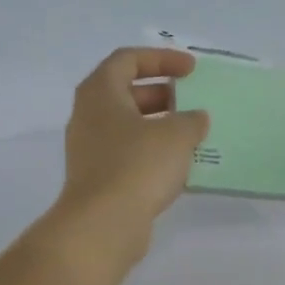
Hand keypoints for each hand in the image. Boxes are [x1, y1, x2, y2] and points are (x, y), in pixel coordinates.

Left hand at [50, 48, 210, 266]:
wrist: (103, 225)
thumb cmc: (137, 166)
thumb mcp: (176, 135)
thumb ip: (191, 120)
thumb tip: (196, 118)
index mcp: (100, 92)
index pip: (128, 60)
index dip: (162, 59)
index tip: (192, 69)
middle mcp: (89, 116)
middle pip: (127, 93)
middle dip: (163, 94)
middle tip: (194, 102)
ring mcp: (91, 150)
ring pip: (129, 127)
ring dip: (161, 127)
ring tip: (193, 135)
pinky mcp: (99, 179)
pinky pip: (129, 155)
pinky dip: (154, 154)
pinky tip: (180, 166)